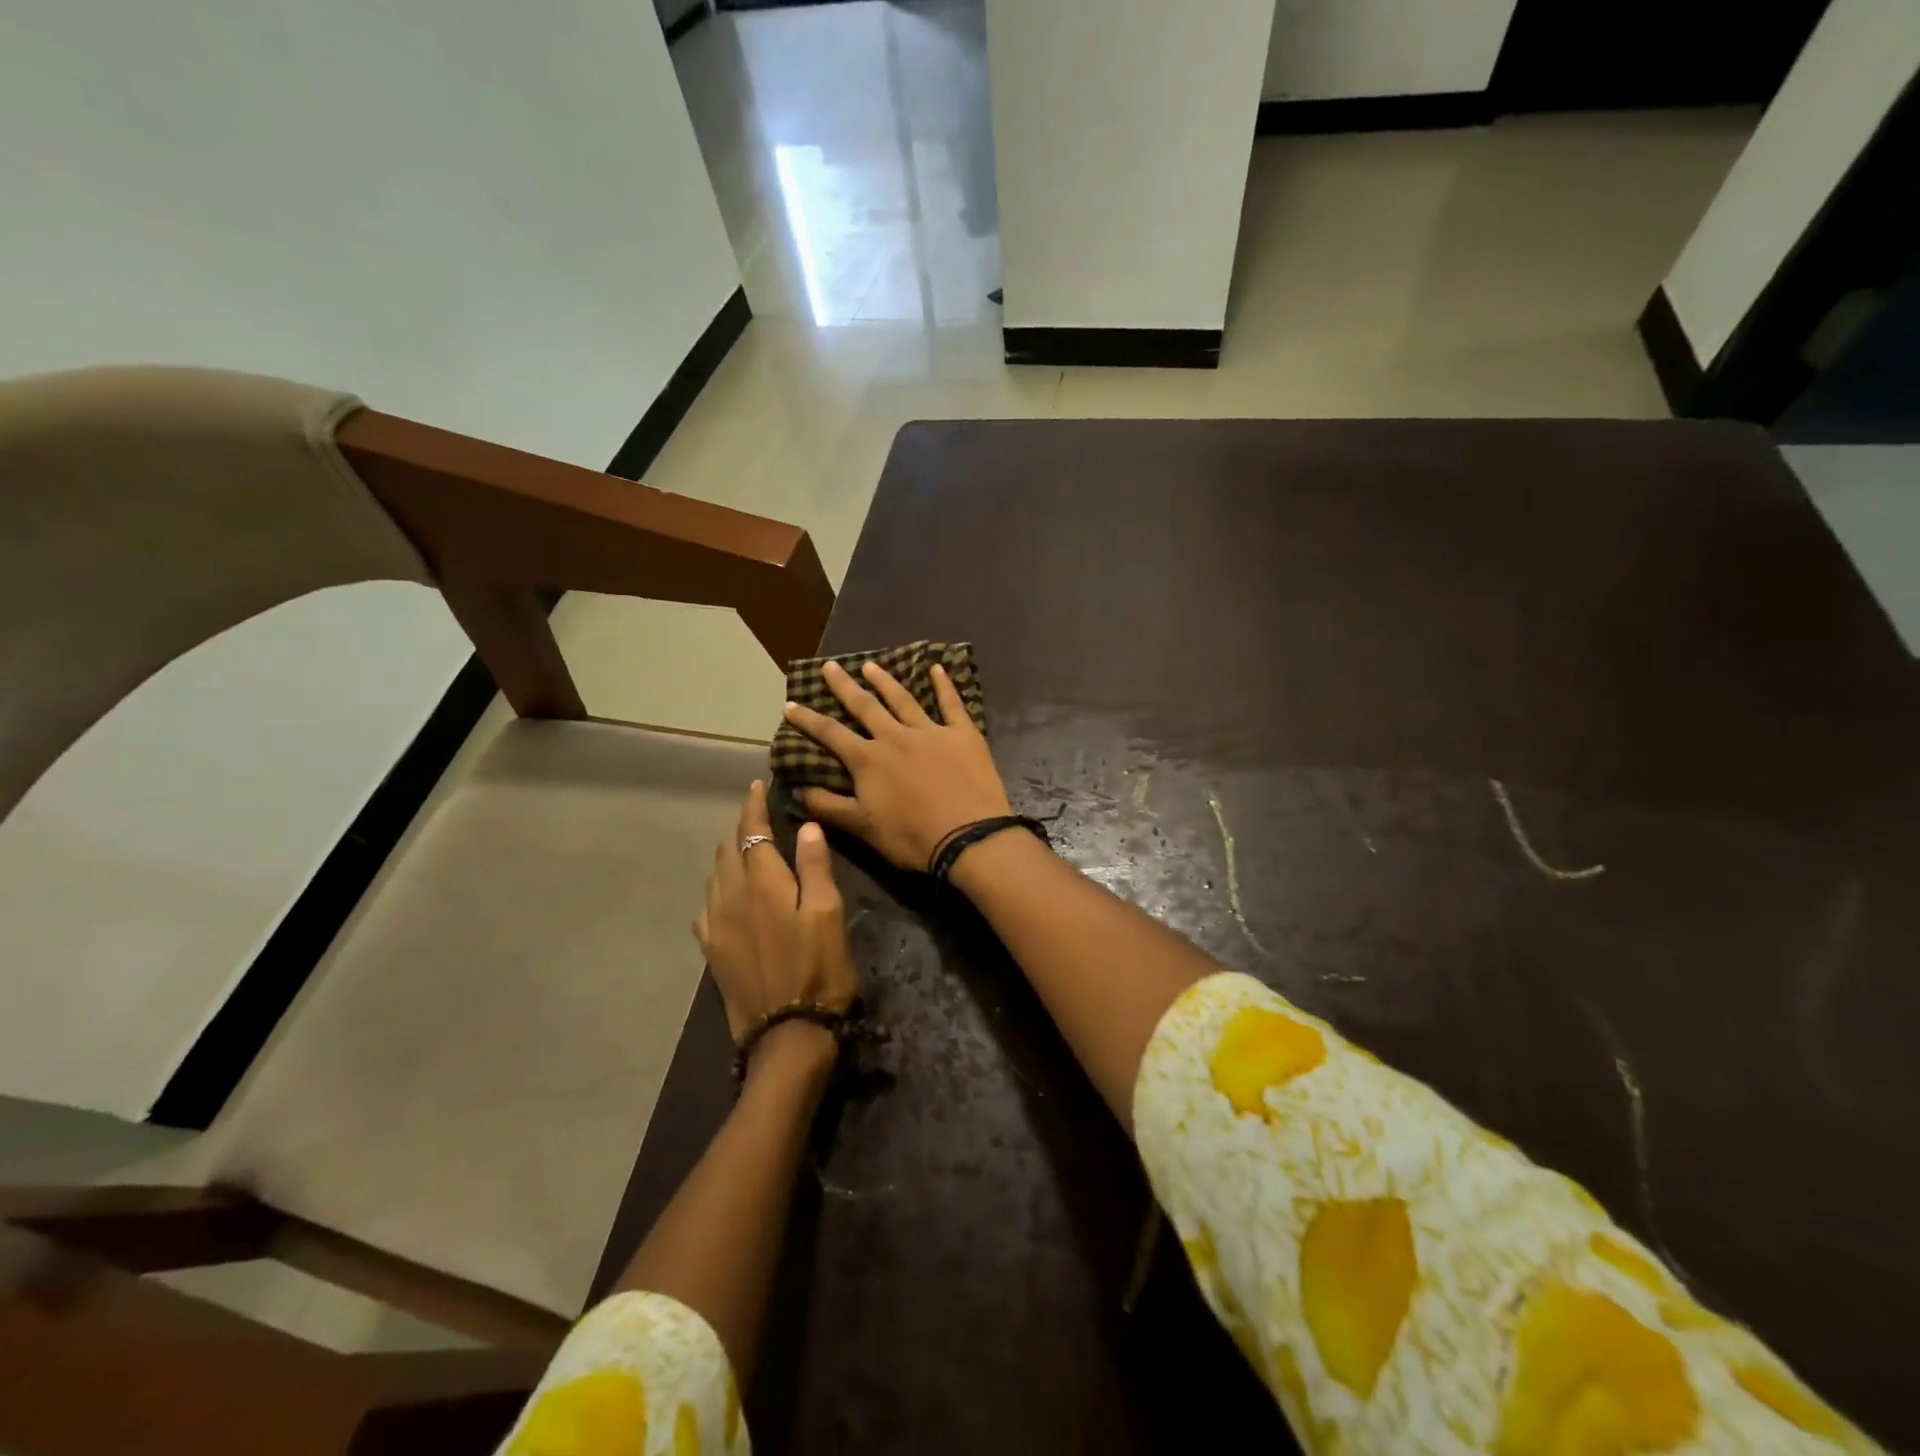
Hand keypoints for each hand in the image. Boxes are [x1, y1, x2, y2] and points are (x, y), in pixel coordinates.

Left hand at [694, 781, 857, 1048]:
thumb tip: (805, 825)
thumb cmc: (818, 969)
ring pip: (715, 876)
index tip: (757, 785)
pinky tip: (726, 897)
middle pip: (729, 850)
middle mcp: (731, 897)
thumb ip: (815, 867)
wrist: (786, 1034)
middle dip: (741, 828)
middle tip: (757, 816)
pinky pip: (708, 907)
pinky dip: (718, 890)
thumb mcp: (828, 915)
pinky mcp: (712, 950)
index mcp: (763, 883)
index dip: (754, 806)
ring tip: (744, 849)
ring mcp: (716, 925)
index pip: (753, 831)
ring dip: (729, 856)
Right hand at [782, 659, 1012, 871]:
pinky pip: (952, 704)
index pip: (830, 733)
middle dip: (844, 686)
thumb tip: (796, 789)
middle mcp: (895, 737)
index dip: (808, 719)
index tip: (790, 704)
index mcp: (868, 760)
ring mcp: (931, 731)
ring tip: (870, 665)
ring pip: (903, 699)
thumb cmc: (911, 837)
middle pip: (865, 706)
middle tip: (830, 666)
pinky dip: (944, 685)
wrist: (969, 838)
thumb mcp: (862, 827)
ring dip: (885, 681)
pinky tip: (938, 668)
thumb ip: (828, 806)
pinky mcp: (963, 734)